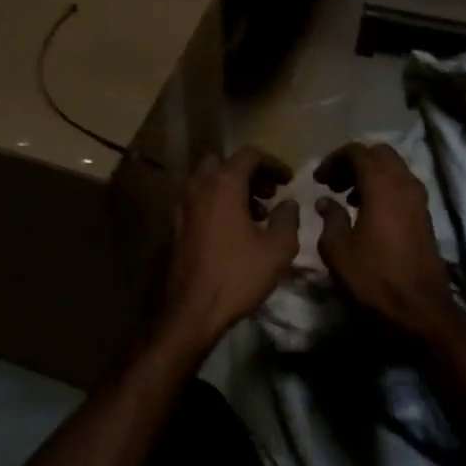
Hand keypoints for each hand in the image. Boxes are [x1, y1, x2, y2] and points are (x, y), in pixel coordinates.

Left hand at [155, 147, 298, 352]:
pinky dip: (218, 204)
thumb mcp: (278, 248)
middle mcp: (199, 188)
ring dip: (232, 188)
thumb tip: (288, 203)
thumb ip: (287, 218)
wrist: (193, 310)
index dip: (273, 163)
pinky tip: (235, 230)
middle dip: (248, 172)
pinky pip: (200, 201)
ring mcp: (184, 207)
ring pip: (208, 182)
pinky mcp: (177, 227)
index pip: (249, 155)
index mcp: (223, 185)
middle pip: (223, 163)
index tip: (288, 180)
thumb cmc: (238, 275)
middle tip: (269, 192)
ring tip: (257, 214)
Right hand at [314, 142, 459, 337]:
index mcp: (381, 186)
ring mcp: (419, 198)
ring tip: (347, 196)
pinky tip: (367, 211)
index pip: (357, 152)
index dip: (334, 159)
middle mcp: (404, 183)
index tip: (318, 179)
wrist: (420, 308)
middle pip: (379, 153)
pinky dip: (383, 187)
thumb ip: (330, 219)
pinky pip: (402, 185)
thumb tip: (325, 201)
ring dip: (370, 174)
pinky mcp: (425, 214)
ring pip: (394, 168)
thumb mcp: (338, 251)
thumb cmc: (375, 278)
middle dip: (354, 161)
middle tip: (333, 182)